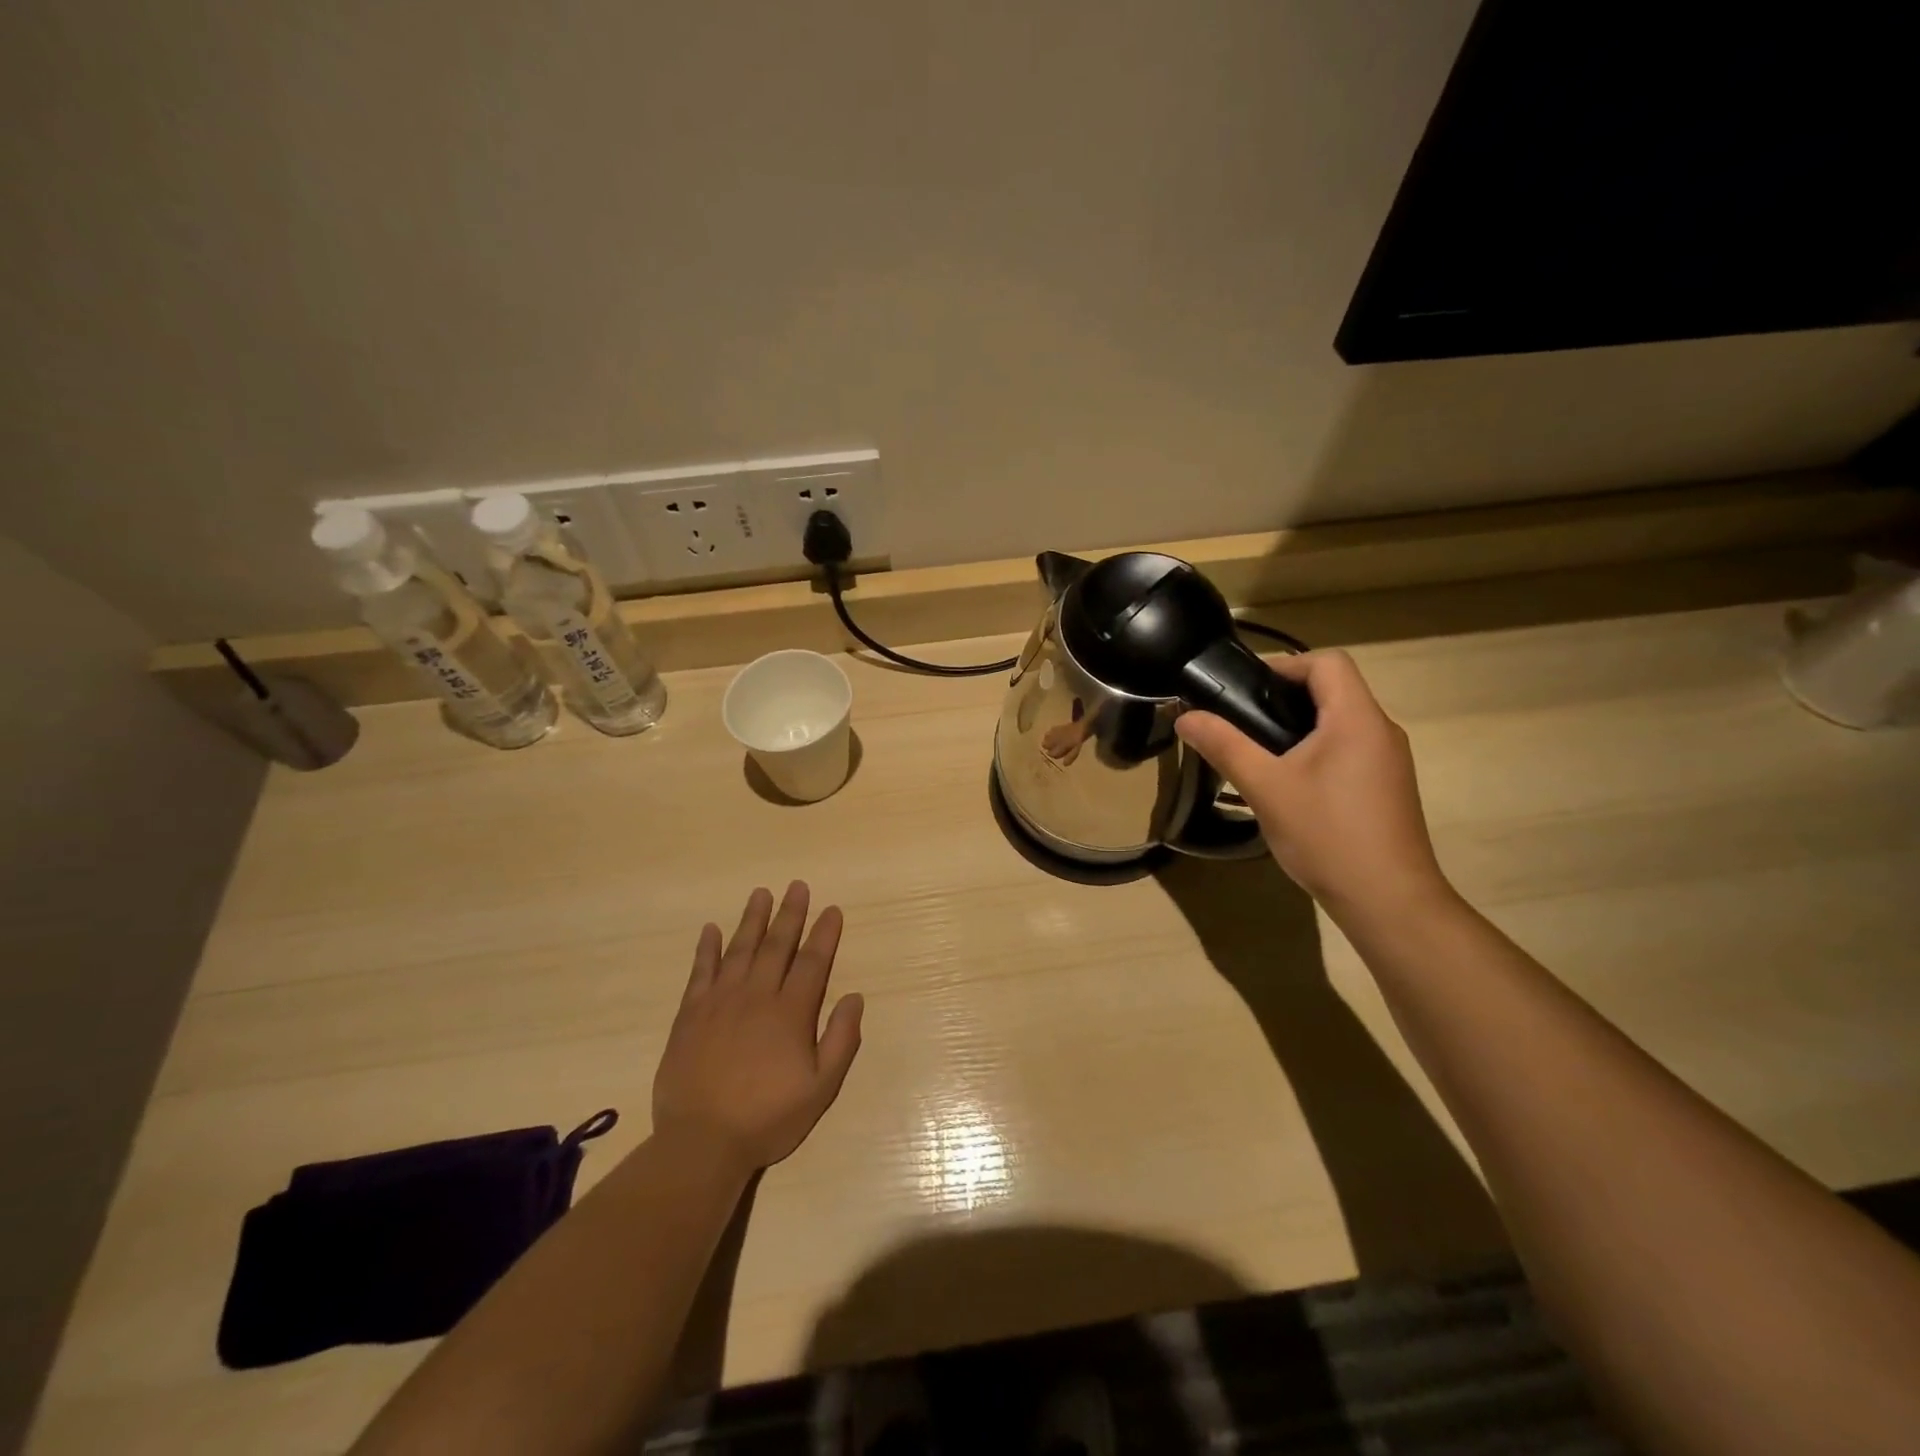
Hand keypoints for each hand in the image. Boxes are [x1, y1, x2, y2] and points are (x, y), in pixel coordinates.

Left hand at [653, 882, 863, 1172]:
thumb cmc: (768, 1118)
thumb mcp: (820, 1088)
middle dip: (790, 914)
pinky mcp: (690, 1015)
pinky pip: (700, 972)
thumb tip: (854, 997)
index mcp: (791, 1013)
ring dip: (752, 919)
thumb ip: (840, 1040)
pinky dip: (707, 949)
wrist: (701, 1142)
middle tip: (797, 886)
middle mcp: (757, 996)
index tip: (831, 910)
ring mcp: (720, 1002)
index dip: (824, 934)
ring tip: (761, 893)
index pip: (813, 962)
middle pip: (776, 946)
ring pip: (740, 950)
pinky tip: (711, 929)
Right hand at [1176, 650, 1451, 926]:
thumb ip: (1224, 746)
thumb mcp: (1265, 787)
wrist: (1388, 901)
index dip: (1283, 665)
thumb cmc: (1327, 835)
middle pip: (1333, 689)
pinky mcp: (1386, 788)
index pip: (1327, 662)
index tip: (1244, 690)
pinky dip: (1315, 752)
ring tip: (1257, 754)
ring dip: (1298, 727)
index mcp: (1357, 719)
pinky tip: (1289, 786)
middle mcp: (1380, 730)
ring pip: (1340, 722)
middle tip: (1241, 722)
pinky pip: (1348, 750)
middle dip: (1283, 697)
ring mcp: (1388, 761)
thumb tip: (1186, 717)